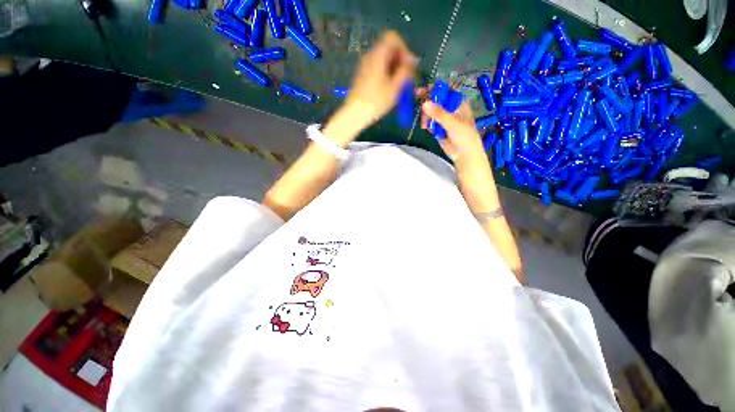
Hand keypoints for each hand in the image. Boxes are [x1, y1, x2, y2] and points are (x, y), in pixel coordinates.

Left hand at [345, 31, 416, 128]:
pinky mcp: (362, 76)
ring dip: (394, 69)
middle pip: (388, 48)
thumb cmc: (376, 101)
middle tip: (406, 77)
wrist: (355, 114)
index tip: (408, 65)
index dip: (404, 48)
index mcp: (378, 55)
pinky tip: (389, 89)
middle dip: (400, 60)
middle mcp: (370, 56)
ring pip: (383, 60)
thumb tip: (413, 61)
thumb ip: (405, 71)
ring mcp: (365, 66)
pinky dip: (386, 74)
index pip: (393, 38)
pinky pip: (377, 68)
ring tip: (399, 85)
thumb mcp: (395, 87)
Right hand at [419, 94, 484, 166]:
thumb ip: (439, 114)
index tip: (423, 90)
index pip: (446, 92)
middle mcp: (451, 109)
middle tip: (418, 103)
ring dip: (426, 116)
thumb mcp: (453, 123)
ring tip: (425, 124)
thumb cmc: (464, 136)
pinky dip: (427, 124)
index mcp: (458, 104)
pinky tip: (425, 127)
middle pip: (436, 101)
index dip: (435, 90)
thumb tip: (424, 104)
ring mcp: (444, 119)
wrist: (464, 155)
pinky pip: (430, 123)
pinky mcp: (438, 129)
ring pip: (431, 112)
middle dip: (427, 103)